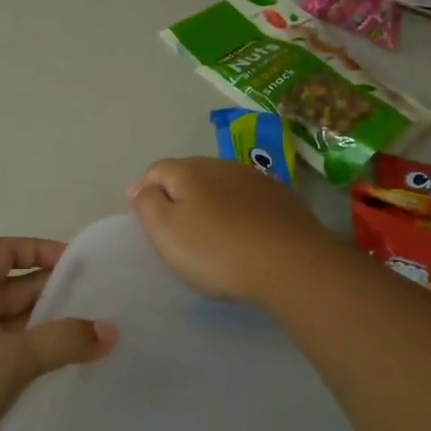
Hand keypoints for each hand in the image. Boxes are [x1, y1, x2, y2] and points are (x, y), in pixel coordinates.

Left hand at [0, 237, 116, 430]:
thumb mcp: (15, 357)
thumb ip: (64, 341)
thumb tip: (109, 332)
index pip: (7, 251)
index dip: (40, 250)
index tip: (75, 264)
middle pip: (12, 285)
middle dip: (51, 290)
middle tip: (94, 303)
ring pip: (8, 320)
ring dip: (42, 323)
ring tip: (84, 335)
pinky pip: (1, 347)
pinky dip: (27, 349)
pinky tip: (53, 366)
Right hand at [129, 157, 337, 304]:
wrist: (290, 264)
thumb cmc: (216, 251)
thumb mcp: (166, 232)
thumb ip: (147, 204)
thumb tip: (139, 186)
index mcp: (188, 170)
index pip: (156, 171)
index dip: (147, 193)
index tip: (149, 223)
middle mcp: (222, 165)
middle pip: (190, 175)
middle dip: (181, 197)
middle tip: (180, 233)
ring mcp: (256, 179)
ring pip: (222, 186)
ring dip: (213, 204)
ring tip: (214, 236)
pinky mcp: (283, 198)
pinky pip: (250, 200)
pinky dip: (241, 213)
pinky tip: (246, 237)